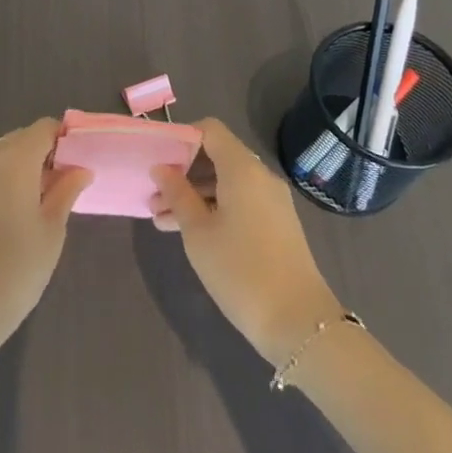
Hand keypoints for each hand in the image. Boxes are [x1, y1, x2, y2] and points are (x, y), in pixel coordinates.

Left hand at [0, 118, 91, 358]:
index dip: (66, 137)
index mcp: (15, 158)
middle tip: (75, 179)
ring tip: (57, 195)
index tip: (86, 156)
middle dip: (50, 151)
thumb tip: (81, 169)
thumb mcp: (52, 227)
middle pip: (25, 139)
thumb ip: (66, 191)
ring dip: (33, 166)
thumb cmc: (18, 264)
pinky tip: (33, 206)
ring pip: (10, 156)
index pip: (44, 128)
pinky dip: (16, 178)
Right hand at [152, 118, 342, 364]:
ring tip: (160, 220)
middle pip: (216, 156)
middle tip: (153, 196)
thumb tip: (161, 168)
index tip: (157, 159)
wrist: (298, 322)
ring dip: (193, 194)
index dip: (181, 137)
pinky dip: (213, 208)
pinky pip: (239, 202)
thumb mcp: (197, 231)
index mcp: (242, 169)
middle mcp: (260, 177)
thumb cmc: (239, 269)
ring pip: (225, 183)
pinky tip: (187, 232)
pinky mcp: (275, 224)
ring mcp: (271, 201)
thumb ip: (177, 194)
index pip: (209, 130)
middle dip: (182, 172)